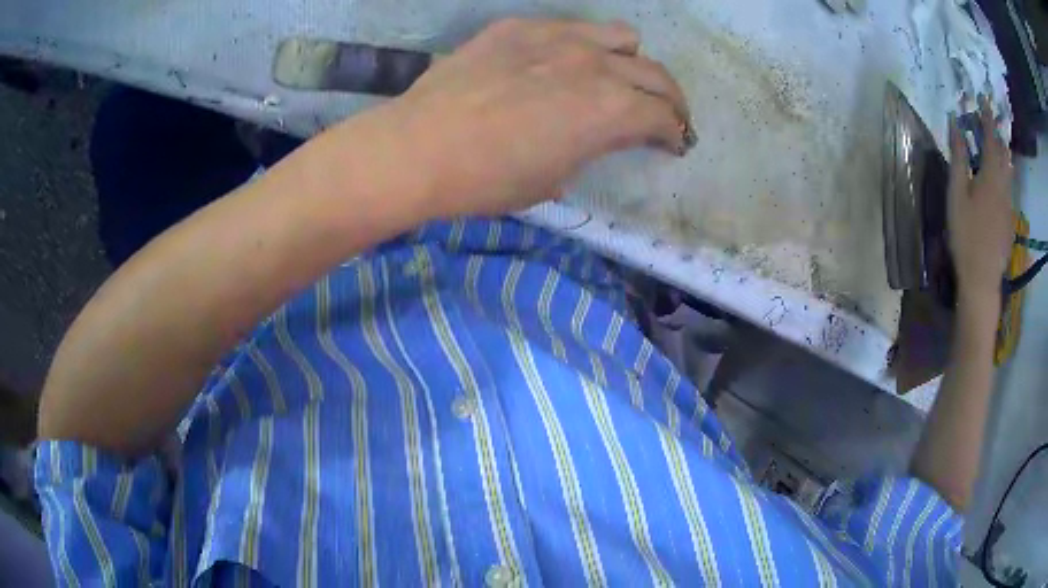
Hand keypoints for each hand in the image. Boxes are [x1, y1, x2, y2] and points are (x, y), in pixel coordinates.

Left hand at [378, 18, 691, 216]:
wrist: (419, 148)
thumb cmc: (488, 180)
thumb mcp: (554, 179)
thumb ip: (591, 149)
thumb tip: (598, 136)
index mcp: (611, 111)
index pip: (664, 118)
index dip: (675, 134)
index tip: (674, 144)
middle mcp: (596, 65)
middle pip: (656, 75)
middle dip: (670, 100)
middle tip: (664, 115)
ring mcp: (558, 37)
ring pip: (621, 36)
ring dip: (630, 60)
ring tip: (616, 77)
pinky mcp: (521, 26)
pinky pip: (570, 28)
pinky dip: (582, 47)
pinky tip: (560, 64)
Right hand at [947, 96, 1014, 301]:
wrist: (982, 278)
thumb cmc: (966, 234)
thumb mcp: (956, 194)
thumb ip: (958, 157)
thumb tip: (956, 124)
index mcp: (990, 176)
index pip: (990, 137)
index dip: (987, 116)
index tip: (984, 98)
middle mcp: (1003, 186)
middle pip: (1003, 153)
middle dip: (995, 133)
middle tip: (987, 121)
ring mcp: (1008, 204)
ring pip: (1008, 170)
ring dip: (1001, 153)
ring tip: (993, 145)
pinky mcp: (1009, 220)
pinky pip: (1008, 188)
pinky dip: (1003, 173)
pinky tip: (996, 178)